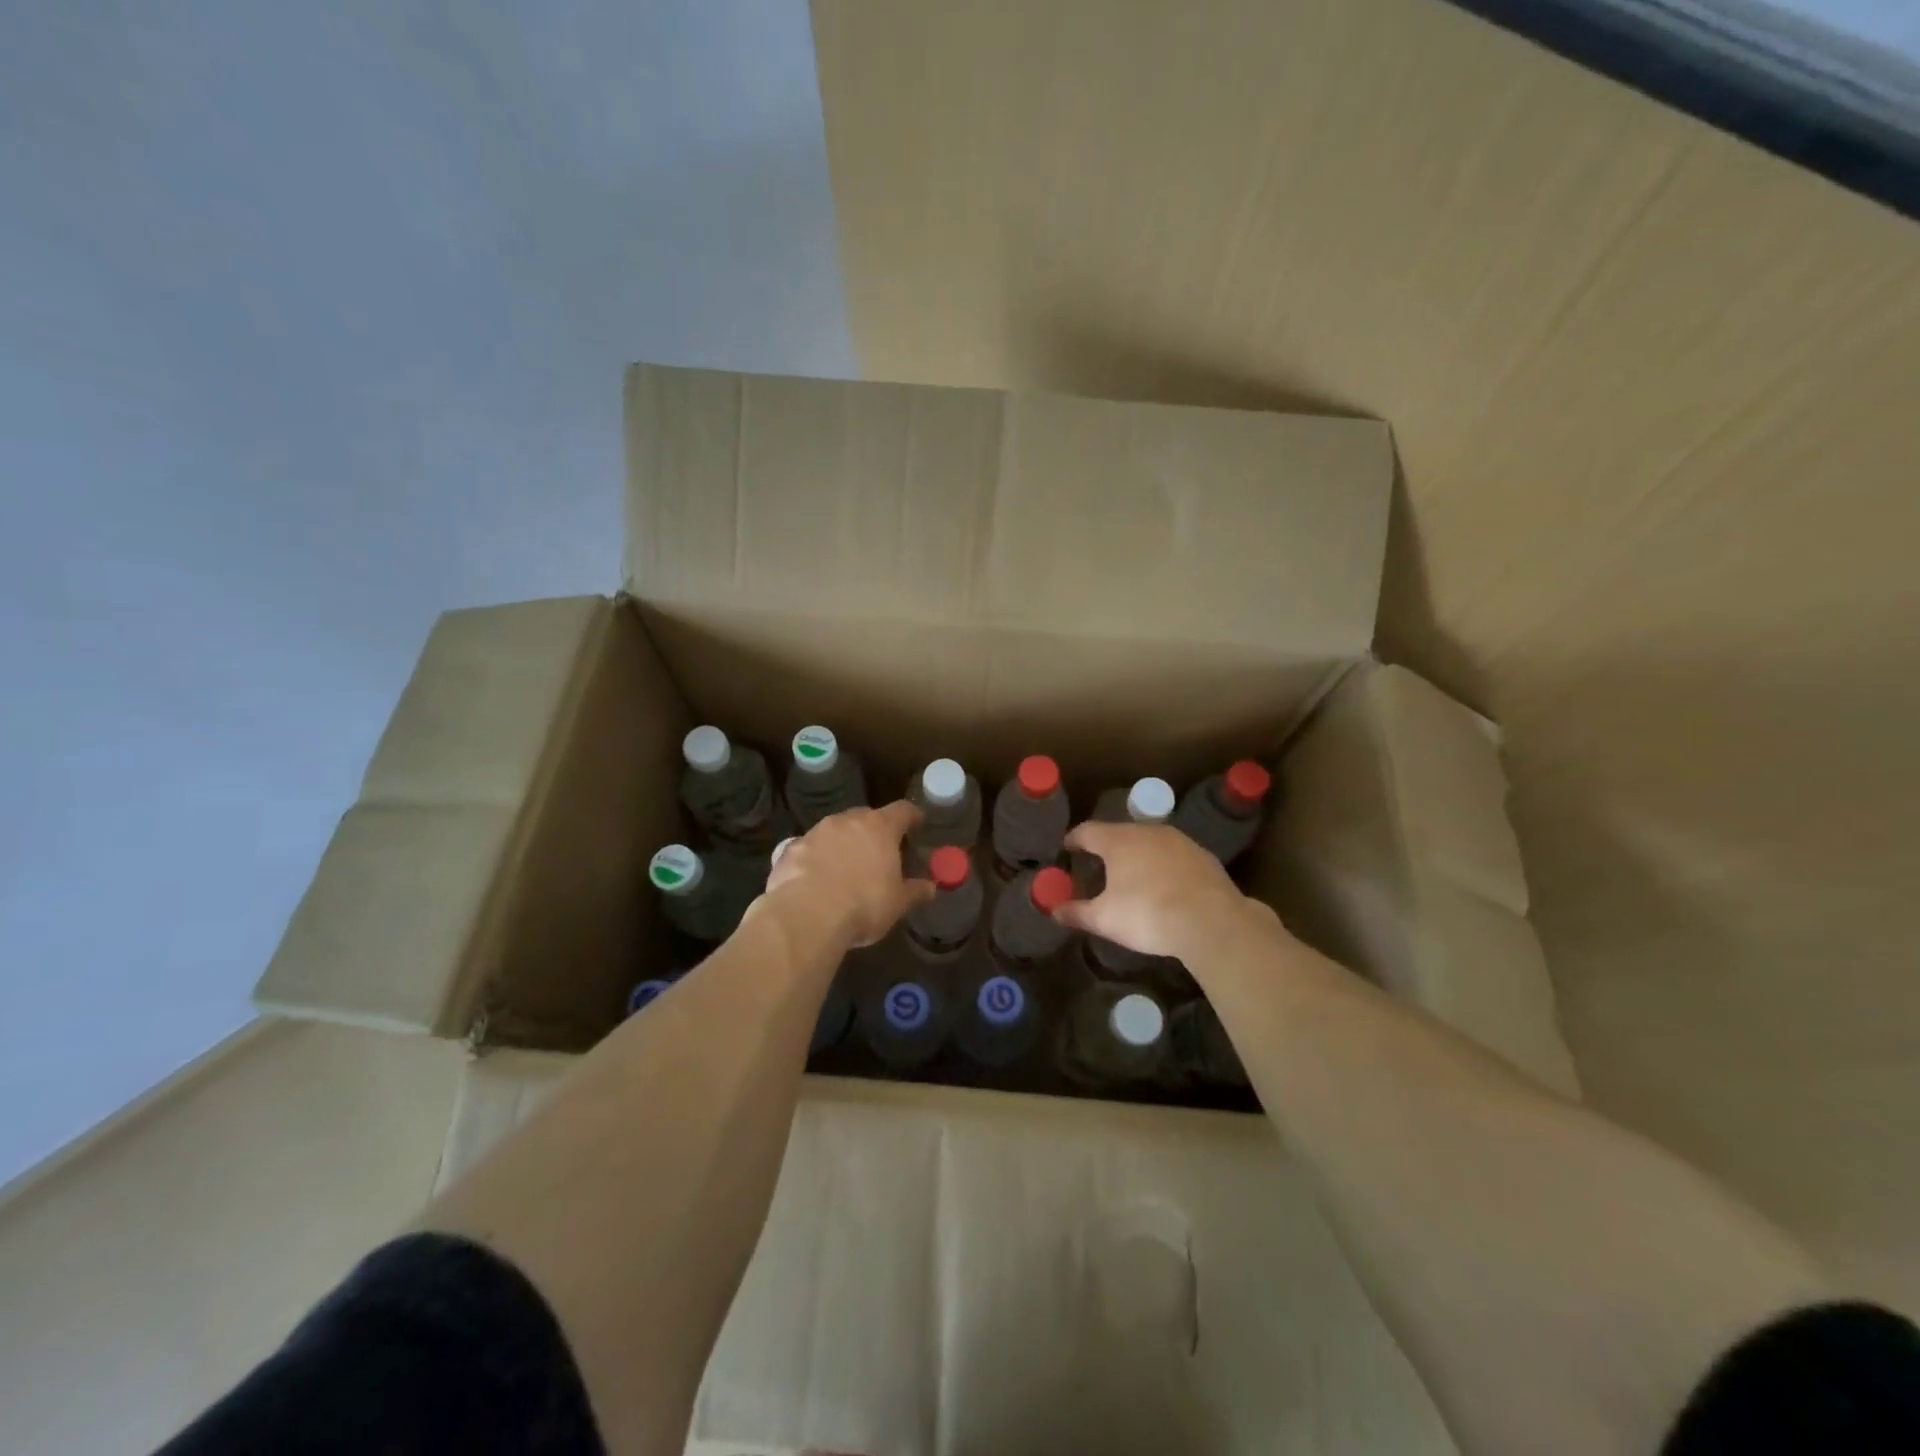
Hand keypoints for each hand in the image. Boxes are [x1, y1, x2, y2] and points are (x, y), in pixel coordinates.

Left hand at [765, 801, 935, 947]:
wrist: (806, 915)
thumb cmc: (863, 905)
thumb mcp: (897, 903)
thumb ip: (915, 891)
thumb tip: (930, 887)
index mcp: (880, 828)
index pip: (902, 810)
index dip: (911, 816)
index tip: (917, 822)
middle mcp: (847, 821)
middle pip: (866, 817)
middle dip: (874, 831)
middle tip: (880, 850)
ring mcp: (816, 832)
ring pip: (835, 831)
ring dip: (842, 843)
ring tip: (846, 867)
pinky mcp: (790, 849)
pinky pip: (809, 849)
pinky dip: (815, 859)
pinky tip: (815, 879)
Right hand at [1054, 821, 1273, 959]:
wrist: (1211, 922)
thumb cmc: (1147, 914)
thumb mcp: (1105, 919)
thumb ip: (1077, 912)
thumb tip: (1054, 910)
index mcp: (1118, 840)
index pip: (1088, 831)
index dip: (1074, 840)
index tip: (1067, 847)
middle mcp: (1147, 832)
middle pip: (1120, 833)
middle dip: (1107, 847)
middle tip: (1098, 863)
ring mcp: (1179, 841)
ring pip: (1150, 842)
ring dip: (1138, 855)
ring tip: (1132, 874)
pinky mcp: (1203, 856)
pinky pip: (1174, 856)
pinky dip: (1164, 866)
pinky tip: (1165, 885)